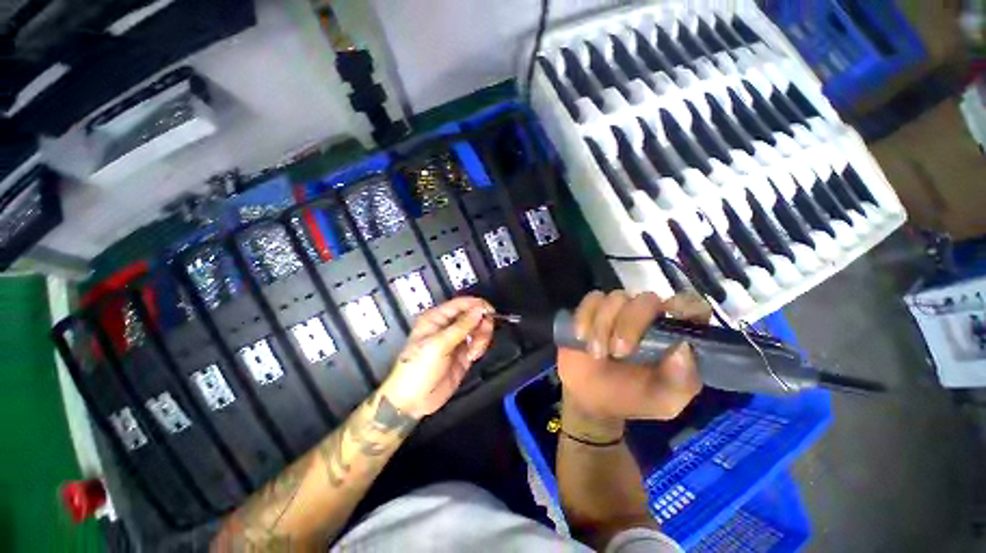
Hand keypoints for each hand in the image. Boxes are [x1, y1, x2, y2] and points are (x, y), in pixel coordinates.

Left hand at [380, 297, 494, 419]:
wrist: (413, 401)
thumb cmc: (419, 367)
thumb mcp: (439, 344)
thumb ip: (462, 326)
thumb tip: (480, 309)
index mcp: (436, 318)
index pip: (461, 304)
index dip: (477, 305)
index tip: (491, 311)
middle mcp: (447, 326)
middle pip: (473, 315)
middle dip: (481, 324)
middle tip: (482, 335)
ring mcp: (456, 341)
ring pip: (478, 330)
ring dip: (481, 338)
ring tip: (474, 352)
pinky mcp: (463, 355)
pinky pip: (477, 344)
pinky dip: (479, 348)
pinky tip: (472, 357)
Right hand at [558, 290, 710, 420]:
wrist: (591, 400)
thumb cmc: (633, 398)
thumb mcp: (664, 400)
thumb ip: (681, 380)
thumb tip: (683, 347)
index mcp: (674, 335)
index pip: (689, 306)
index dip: (682, 308)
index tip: (665, 326)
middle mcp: (649, 316)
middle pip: (646, 299)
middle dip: (630, 324)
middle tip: (619, 352)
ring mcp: (618, 310)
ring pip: (616, 298)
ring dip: (603, 325)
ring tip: (598, 354)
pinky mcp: (593, 309)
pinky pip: (591, 300)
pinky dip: (585, 317)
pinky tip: (582, 338)